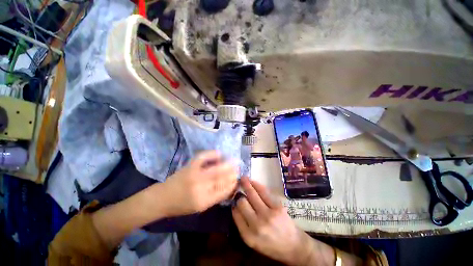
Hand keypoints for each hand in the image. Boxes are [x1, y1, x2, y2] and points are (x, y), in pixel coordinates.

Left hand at [162, 150, 238, 216]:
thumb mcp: (200, 207)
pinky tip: (219, 153)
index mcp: (203, 201)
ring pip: (216, 168)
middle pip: (221, 178)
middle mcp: (200, 187)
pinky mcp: (189, 166)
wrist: (162, 197)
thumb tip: (229, 187)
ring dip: (227, 165)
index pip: (223, 191)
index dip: (232, 184)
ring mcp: (194, 175)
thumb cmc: (181, 205)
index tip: (237, 180)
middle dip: (232, 173)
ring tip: (234, 162)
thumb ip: (215, 197)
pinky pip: (203, 157)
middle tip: (238, 170)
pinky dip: (212, 154)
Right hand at [232, 177, 314, 265]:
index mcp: (248, 236)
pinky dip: (256, 185)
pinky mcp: (277, 207)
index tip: (234, 199)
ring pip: (252, 194)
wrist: (294, 246)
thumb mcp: (253, 242)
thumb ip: (243, 225)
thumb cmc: (271, 245)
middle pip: (242, 203)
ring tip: (243, 178)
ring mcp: (268, 215)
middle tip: (238, 187)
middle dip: (239, 194)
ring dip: (246, 184)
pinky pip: (263, 192)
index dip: (234, 204)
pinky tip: (252, 181)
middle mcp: (257, 225)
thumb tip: (236, 206)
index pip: (236, 214)